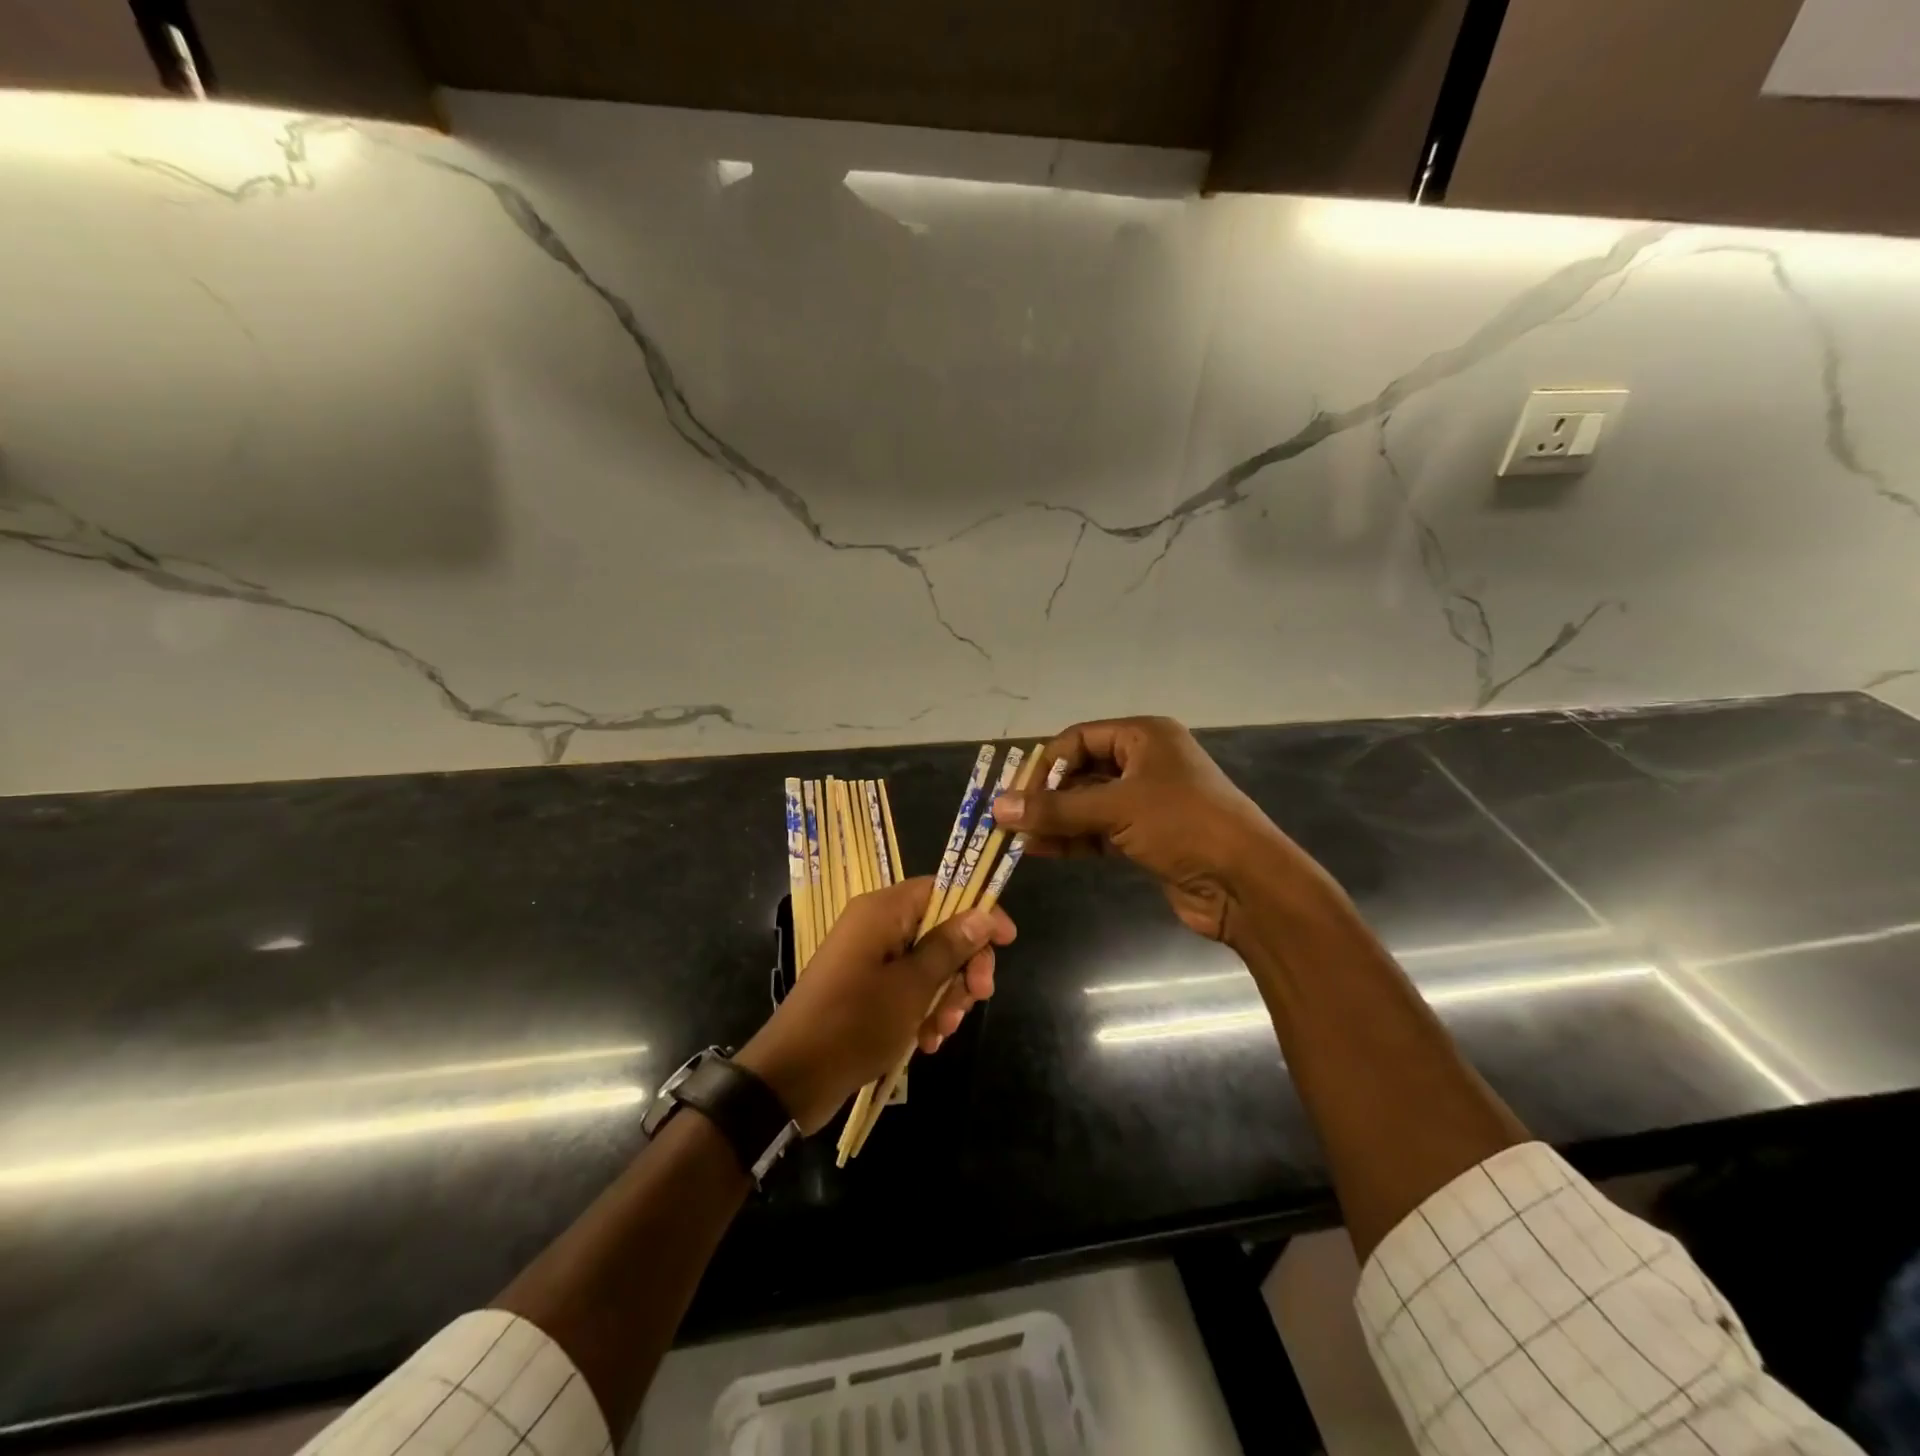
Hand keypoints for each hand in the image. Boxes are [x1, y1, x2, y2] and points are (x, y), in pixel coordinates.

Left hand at [737, 878, 1014, 1133]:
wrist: (791, 1077)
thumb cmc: (855, 1023)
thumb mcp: (912, 987)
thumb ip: (949, 947)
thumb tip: (983, 914)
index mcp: (883, 910)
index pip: (943, 889)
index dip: (978, 910)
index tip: (1006, 941)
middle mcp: (876, 925)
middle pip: (940, 928)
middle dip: (962, 966)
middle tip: (977, 999)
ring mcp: (868, 957)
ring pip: (927, 962)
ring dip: (945, 995)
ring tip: (941, 1032)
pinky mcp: (864, 987)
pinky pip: (906, 986)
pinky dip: (922, 1009)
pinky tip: (926, 1042)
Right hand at [992, 716, 1329, 941]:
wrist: (1245, 883)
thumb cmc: (1184, 825)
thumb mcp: (1117, 809)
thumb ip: (1056, 809)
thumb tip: (997, 808)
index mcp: (1144, 737)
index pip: (1079, 739)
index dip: (1045, 764)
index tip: (1015, 794)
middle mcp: (1145, 762)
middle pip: (1081, 772)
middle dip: (1046, 796)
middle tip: (1009, 818)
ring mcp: (1146, 802)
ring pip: (1088, 805)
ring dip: (1055, 820)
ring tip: (1016, 838)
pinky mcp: (1147, 837)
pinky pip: (1099, 831)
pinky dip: (1072, 839)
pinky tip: (1040, 850)